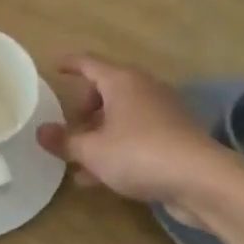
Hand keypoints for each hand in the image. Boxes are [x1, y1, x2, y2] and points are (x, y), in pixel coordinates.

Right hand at [37, 54, 231, 210]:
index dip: (70, 64)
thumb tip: (40, 132)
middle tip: (69, 128)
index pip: (89, 62)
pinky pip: (136, 136)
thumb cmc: (140, 154)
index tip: (55, 68)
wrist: (202, 180)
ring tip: (77, 161)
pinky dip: (116, 148)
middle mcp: (143, 89)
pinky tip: (100, 177)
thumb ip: (65, 141)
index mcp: (122, 81)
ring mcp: (162, 113)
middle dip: (84, 108)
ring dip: (99, 134)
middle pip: (106, 90)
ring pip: (121, 116)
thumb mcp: (93, 150)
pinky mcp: (174, 138)